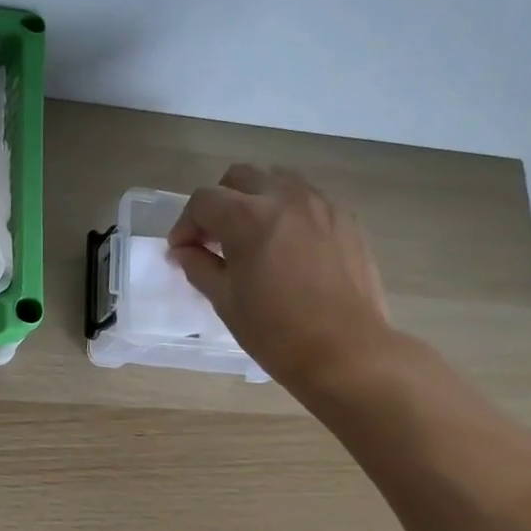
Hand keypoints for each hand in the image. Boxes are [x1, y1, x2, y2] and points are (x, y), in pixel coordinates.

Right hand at [168, 164, 393, 389]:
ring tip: (251, 237)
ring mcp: (320, 205)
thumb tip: (183, 251)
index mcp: (247, 217)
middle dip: (219, 203)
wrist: (347, 352)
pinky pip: (307, 199)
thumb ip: (199, 266)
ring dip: (254, 200)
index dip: (185, 225)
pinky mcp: (345, 219)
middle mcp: (284, 197)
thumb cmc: (276, 331)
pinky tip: (286, 247)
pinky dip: (286, 212)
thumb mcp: (225, 301)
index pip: (203, 201)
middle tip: (214, 240)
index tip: (183, 252)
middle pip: (239, 178)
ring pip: (276, 181)